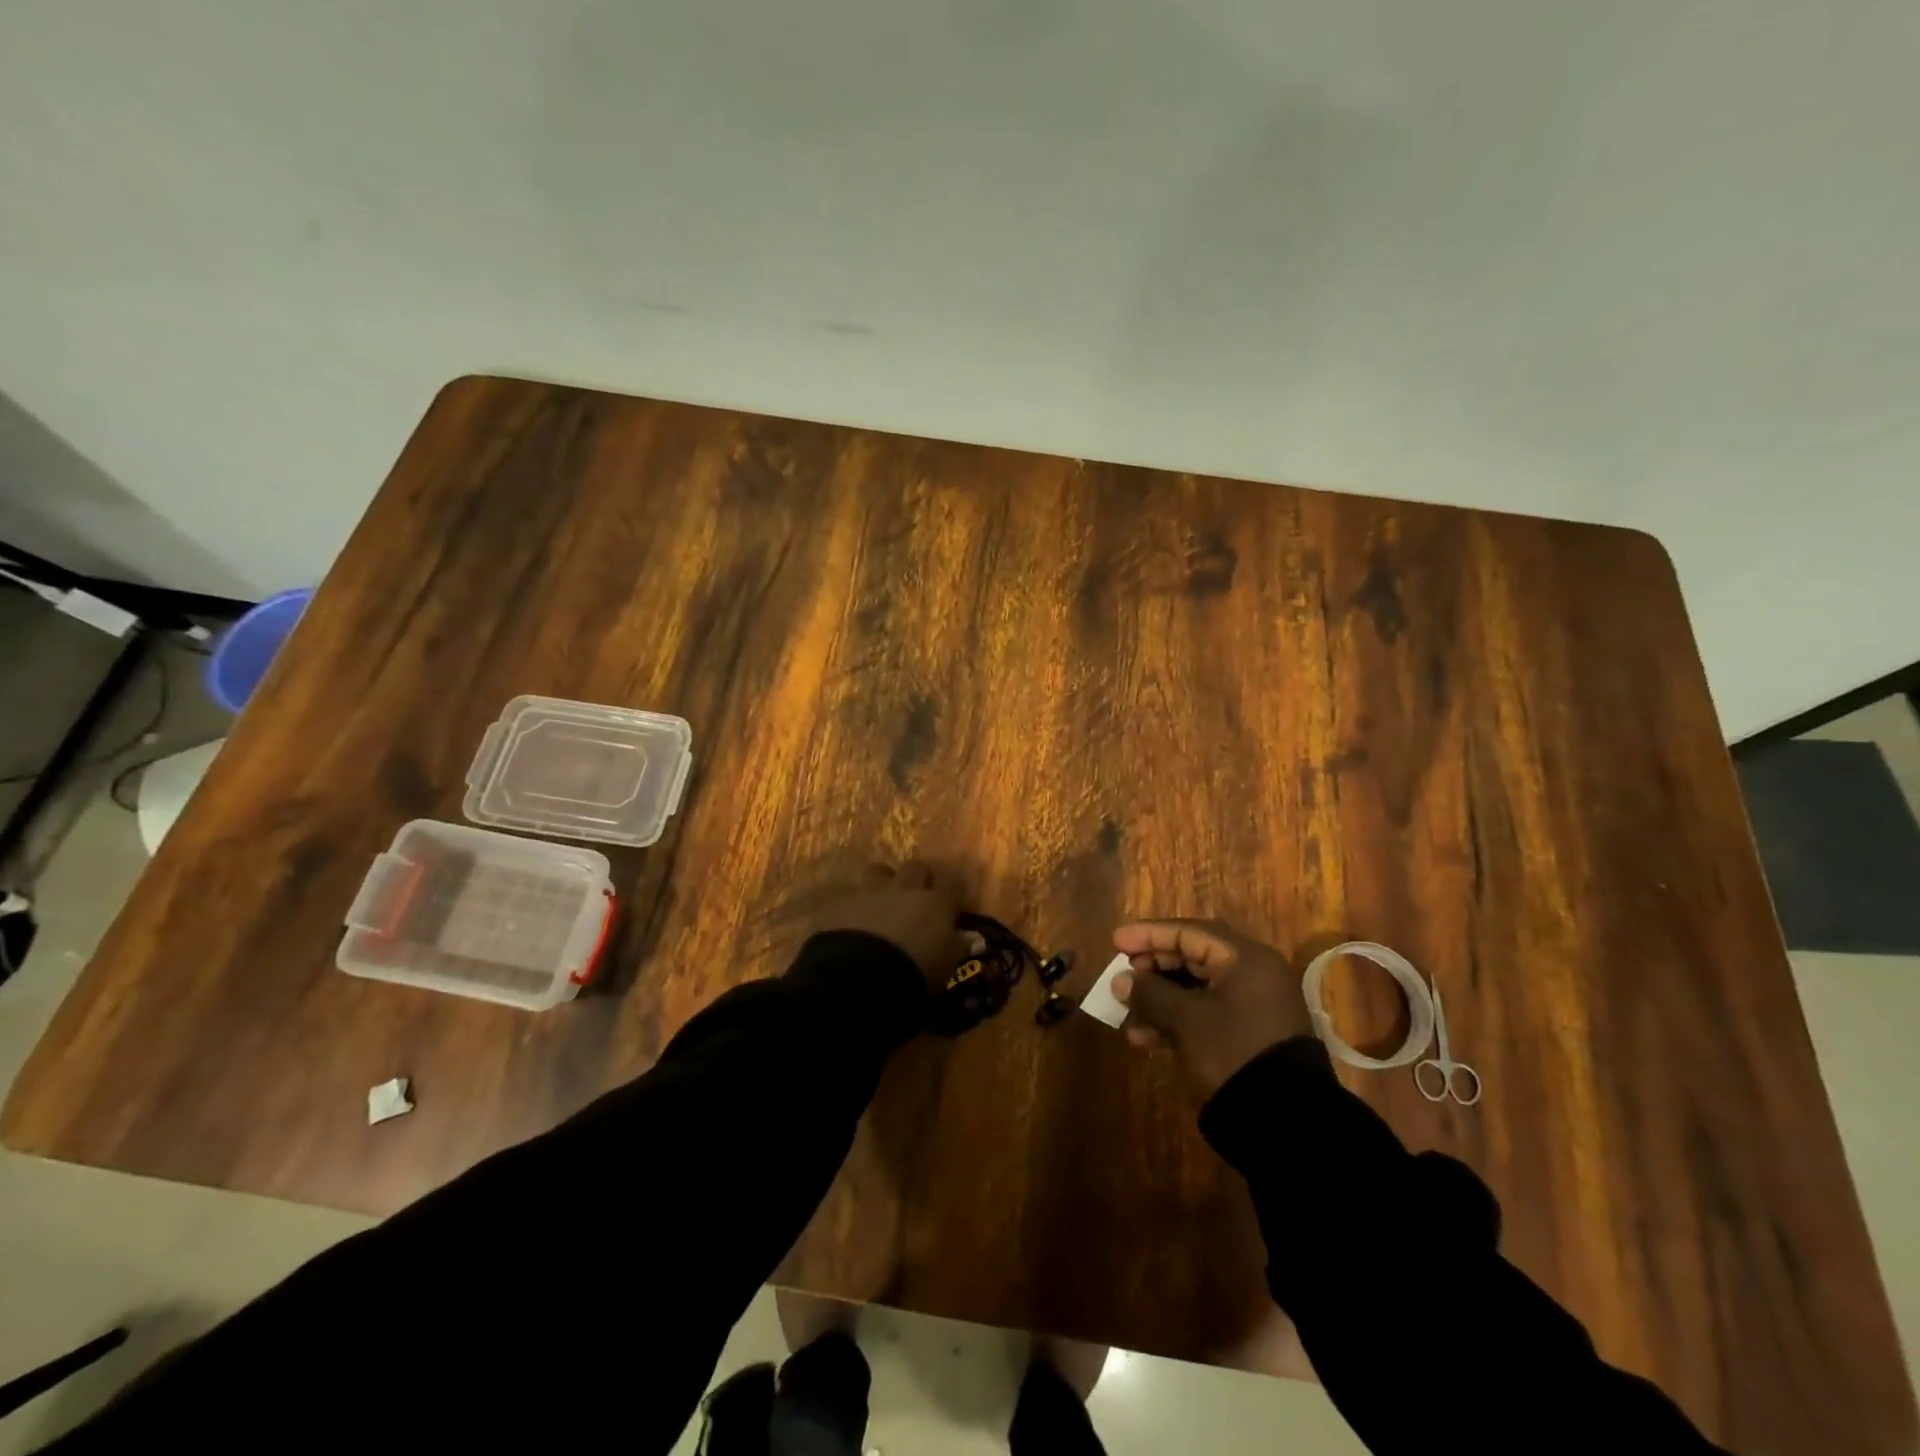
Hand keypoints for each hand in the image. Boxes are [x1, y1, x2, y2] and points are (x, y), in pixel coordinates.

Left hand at [813, 861, 962, 990]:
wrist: (859, 979)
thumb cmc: (914, 976)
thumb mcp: (945, 968)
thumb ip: (956, 947)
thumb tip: (969, 938)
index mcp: (936, 903)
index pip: (951, 884)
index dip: (950, 894)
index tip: (949, 908)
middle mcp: (905, 888)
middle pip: (916, 868)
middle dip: (917, 880)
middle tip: (915, 900)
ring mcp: (870, 891)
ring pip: (879, 871)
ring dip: (882, 883)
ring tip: (880, 904)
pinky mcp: (839, 902)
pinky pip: (849, 895)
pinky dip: (854, 905)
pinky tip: (852, 921)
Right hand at [1111, 919, 1311, 1100]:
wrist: (1284, 1123)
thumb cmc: (1231, 1052)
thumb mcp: (1184, 1020)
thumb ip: (1149, 993)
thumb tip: (1121, 980)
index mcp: (1245, 958)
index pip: (1188, 932)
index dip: (1148, 935)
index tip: (1116, 942)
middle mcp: (1253, 973)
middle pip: (1192, 957)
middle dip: (1152, 969)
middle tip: (1121, 977)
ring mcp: (1253, 1005)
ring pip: (1196, 988)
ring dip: (1159, 999)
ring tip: (1128, 1018)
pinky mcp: (1248, 1033)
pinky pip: (1205, 1012)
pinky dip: (1176, 1019)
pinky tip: (1148, 1039)